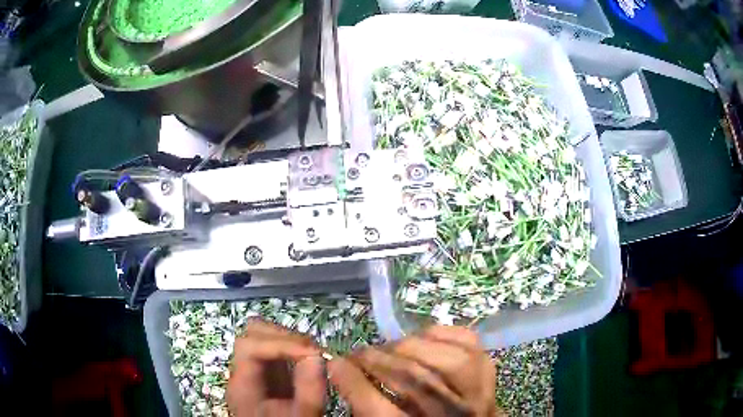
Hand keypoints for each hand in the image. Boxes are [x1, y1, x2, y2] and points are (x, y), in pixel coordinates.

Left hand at [227, 320, 325, 416]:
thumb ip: (309, 390)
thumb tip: (318, 355)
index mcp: (243, 385)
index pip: (249, 346)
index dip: (280, 343)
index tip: (313, 352)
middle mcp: (242, 372)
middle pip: (251, 334)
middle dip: (284, 337)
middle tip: (313, 351)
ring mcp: (252, 371)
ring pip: (261, 337)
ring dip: (288, 339)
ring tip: (312, 353)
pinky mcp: (264, 374)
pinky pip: (274, 350)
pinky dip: (291, 348)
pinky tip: (307, 358)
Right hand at [327, 326, 498, 416]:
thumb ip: (366, 404)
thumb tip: (341, 369)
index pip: (381, 411)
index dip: (353, 383)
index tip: (335, 363)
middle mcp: (455, 414)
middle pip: (417, 380)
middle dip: (378, 360)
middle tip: (358, 354)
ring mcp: (480, 390)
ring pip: (444, 359)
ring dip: (408, 346)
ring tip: (389, 348)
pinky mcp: (489, 367)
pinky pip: (466, 340)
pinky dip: (440, 333)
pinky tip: (421, 338)